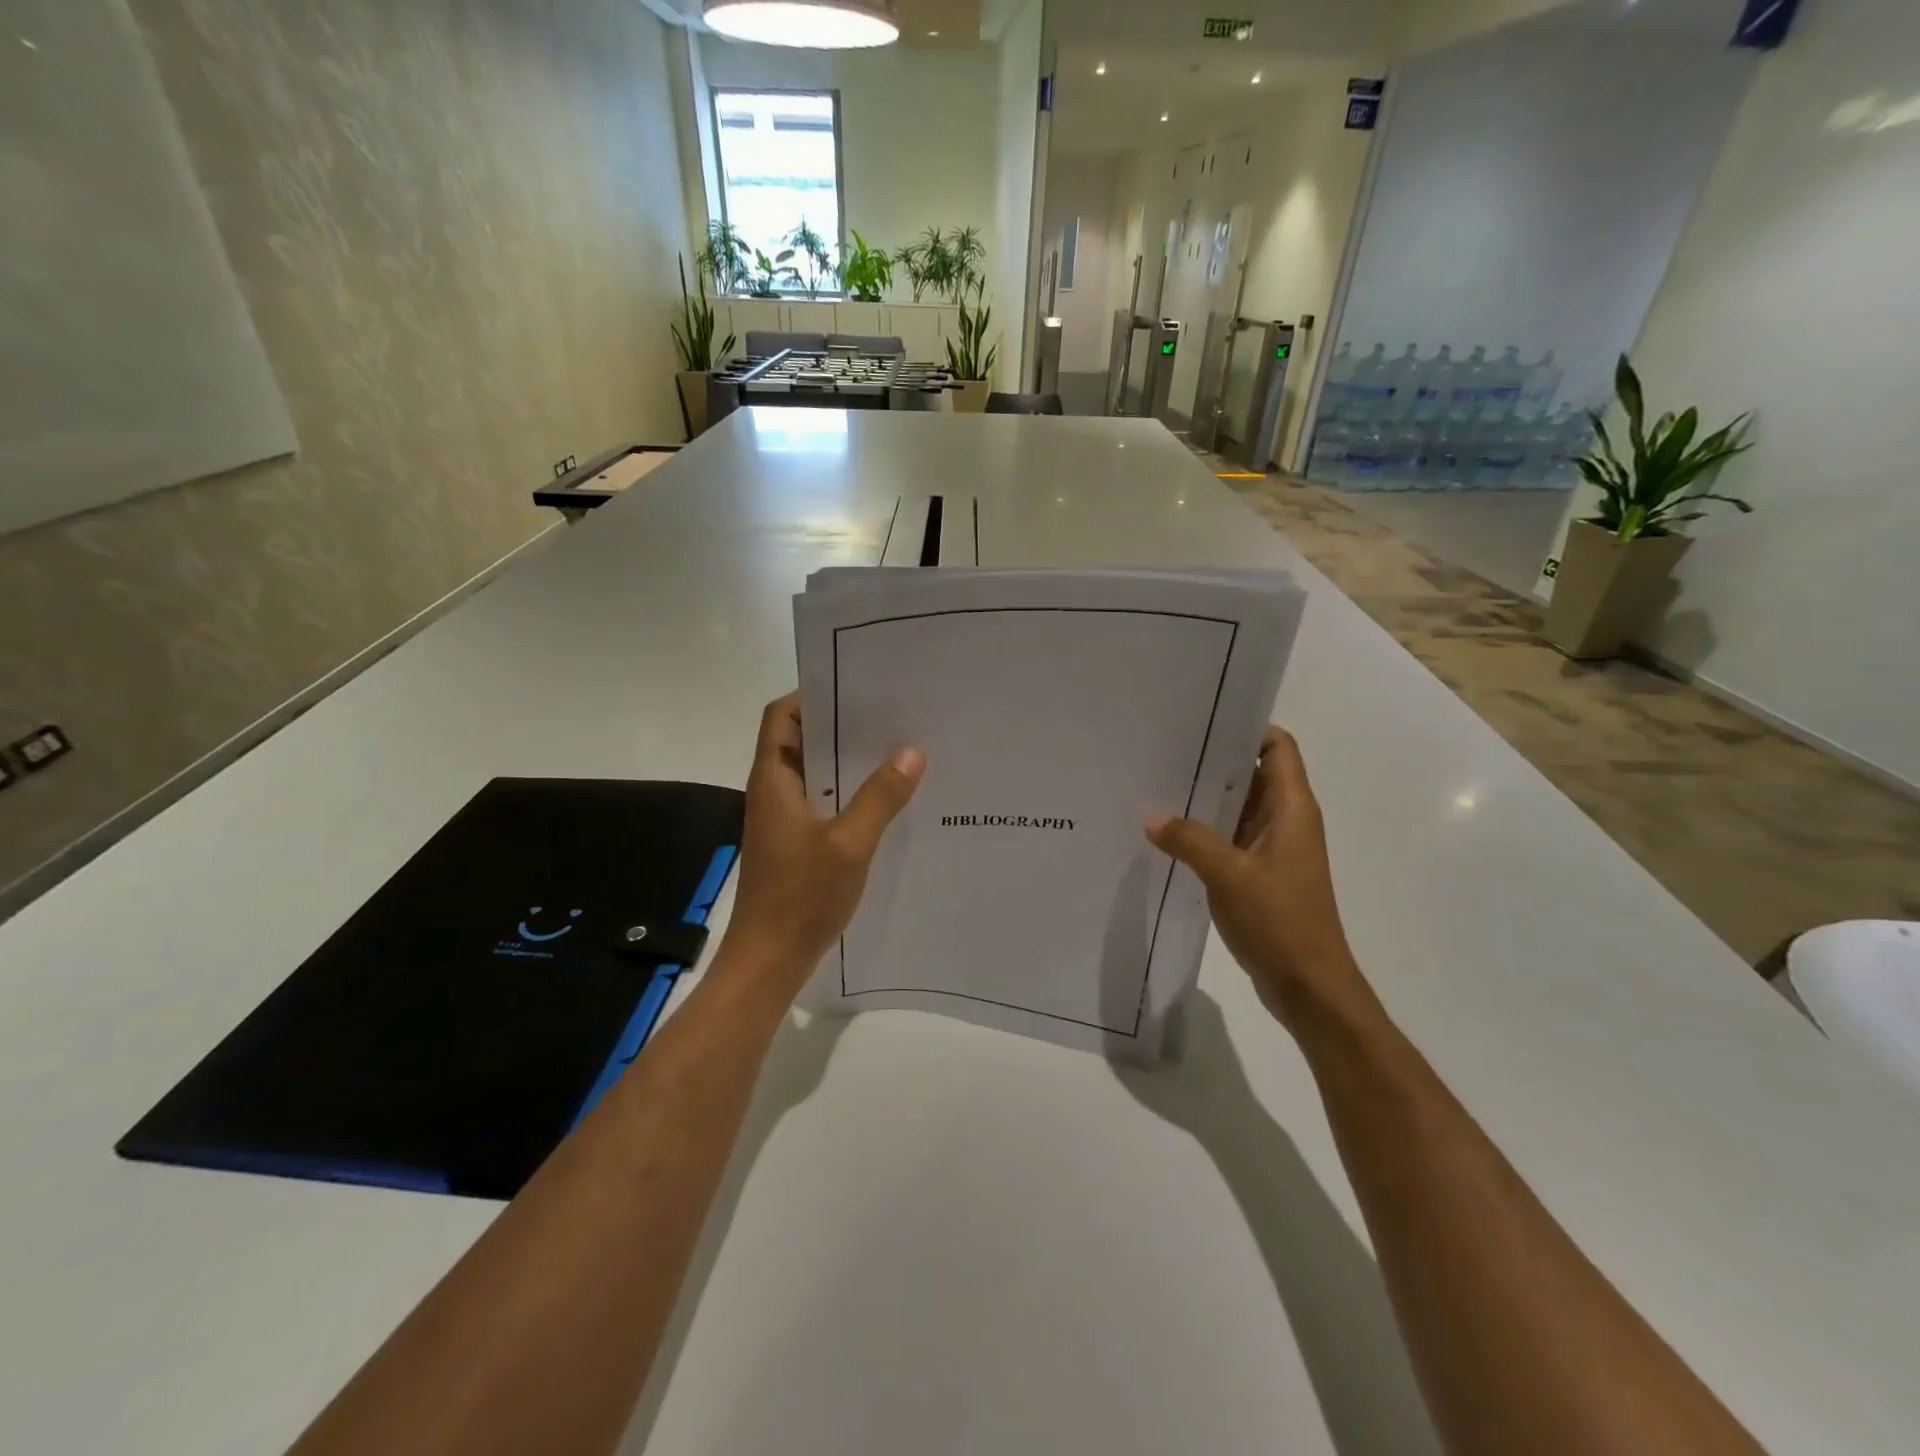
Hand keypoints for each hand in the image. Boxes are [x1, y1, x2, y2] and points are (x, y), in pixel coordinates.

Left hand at [724, 693, 923, 992]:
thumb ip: (880, 797)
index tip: (855, 686)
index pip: (781, 716)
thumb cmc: (800, 897)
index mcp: (774, 780)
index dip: (811, 695)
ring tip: (895, 749)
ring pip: (815, 773)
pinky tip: (885, 799)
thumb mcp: (849, 843)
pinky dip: (848, 793)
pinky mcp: (795, 843)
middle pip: (801, 740)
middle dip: (840, 724)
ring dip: (847, 761)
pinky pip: (822, 802)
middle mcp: (774, 791)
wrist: (769, 959)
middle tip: (890, 714)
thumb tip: (912, 751)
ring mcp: (783, 818)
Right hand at [1147, 727, 1372, 1032]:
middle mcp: (1286, 820)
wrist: (1309, 986)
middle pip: (1253, 773)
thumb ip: (1190, 840)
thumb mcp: (1229, 875)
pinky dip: (1205, 830)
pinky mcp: (1260, 874)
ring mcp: (1274, 848)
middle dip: (1214, 761)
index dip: (1246, 728)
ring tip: (1158, 784)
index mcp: (1292, 809)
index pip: (1277, 747)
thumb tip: (1151, 815)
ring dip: (1206, 798)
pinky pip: (1230, 837)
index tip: (1202, 721)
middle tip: (1164, 749)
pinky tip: (1168, 832)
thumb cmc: (1280, 922)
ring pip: (1239, 807)